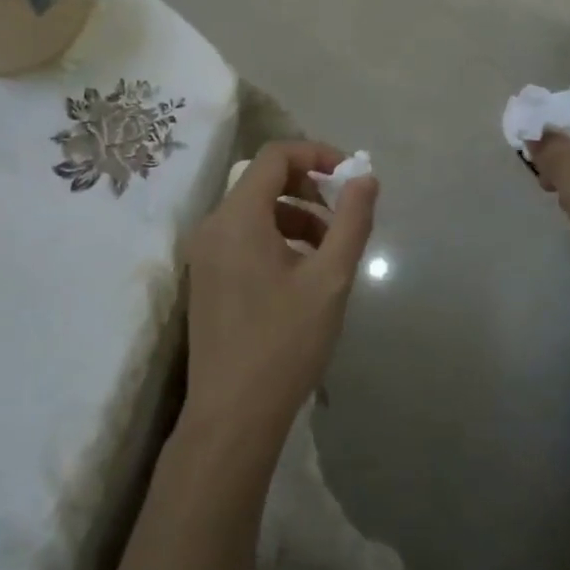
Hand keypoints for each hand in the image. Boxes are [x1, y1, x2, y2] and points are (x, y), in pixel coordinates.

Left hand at [181, 141, 377, 447]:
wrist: (232, 416)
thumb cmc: (285, 343)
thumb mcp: (330, 280)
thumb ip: (351, 222)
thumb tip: (366, 178)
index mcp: (238, 217)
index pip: (275, 156)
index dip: (316, 154)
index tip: (350, 175)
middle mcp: (213, 225)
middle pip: (262, 180)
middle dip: (308, 186)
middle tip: (343, 213)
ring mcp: (204, 253)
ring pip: (254, 210)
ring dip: (295, 214)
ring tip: (329, 248)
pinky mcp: (205, 277)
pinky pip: (242, 236)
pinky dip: (275, 236)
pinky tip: (302, 272)